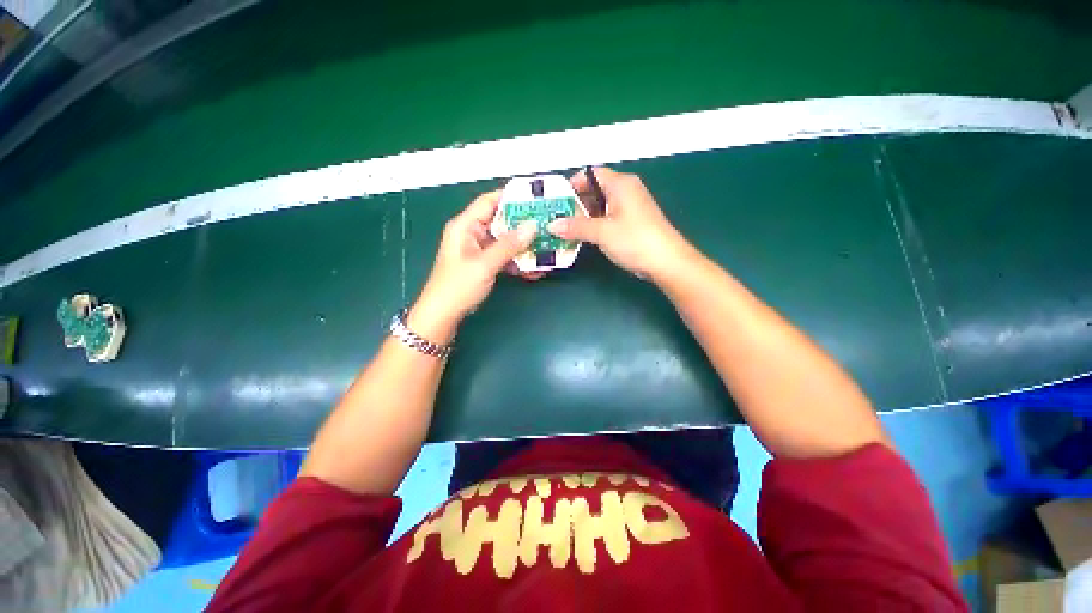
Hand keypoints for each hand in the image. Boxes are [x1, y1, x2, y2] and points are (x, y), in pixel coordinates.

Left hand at [409, 191, 537, 342]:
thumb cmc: (457, 287)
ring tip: (545, 244)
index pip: (489, 201)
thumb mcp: (485, 264)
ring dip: (523, 244)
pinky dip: (517, 260)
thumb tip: (532, 226)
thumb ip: (509, 245)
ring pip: (505, 240)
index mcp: (465, 226)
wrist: (443, 315)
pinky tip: (533, 267)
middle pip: (500, 220)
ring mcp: (478, 249)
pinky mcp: (484, 263)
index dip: (511, 196)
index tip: (535, 197)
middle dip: (523, 223)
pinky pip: (504, 255)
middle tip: (546, 222)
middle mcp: (472, 233)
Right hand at [548, 167, 694, 280]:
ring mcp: (631, 207)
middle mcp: (626, 190)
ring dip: (585, 216)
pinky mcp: (633, 222)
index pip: (591, 174)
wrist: (666, 261)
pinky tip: (585, 236)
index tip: (557, 200)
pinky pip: (609, 217)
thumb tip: (551, 225)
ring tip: (567, 229)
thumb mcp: (601, 232)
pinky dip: (596, 224)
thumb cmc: (634, 240)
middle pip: (595, 190)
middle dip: (576, 203)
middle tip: (559, 218)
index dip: (573, 184)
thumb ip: (575, 227)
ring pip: (601, 205)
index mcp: (620, 184)